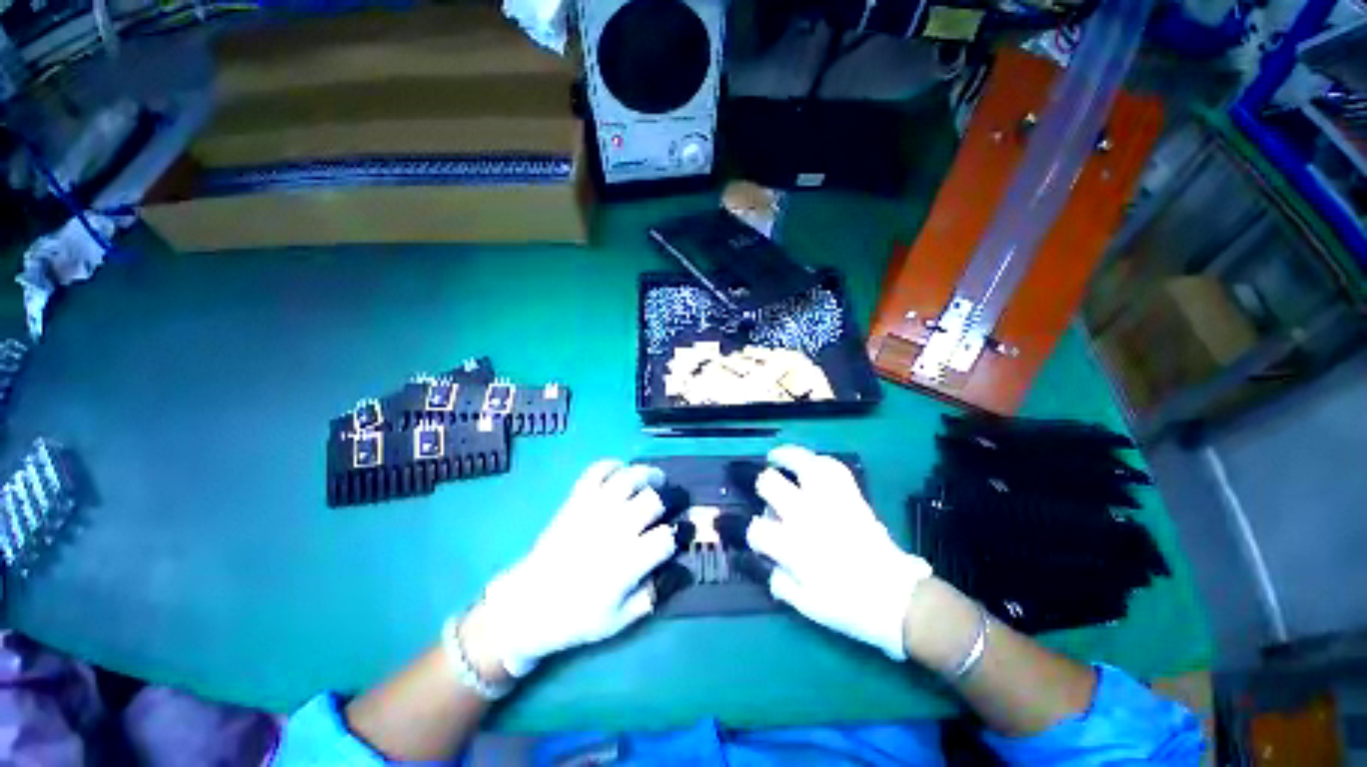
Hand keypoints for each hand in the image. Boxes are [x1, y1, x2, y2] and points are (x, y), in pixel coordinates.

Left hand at [473, 461, 675, 677]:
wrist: (527, 605)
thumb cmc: (576, 617)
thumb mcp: (620, 619)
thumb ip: (653, 594)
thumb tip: (680, 570)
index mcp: (626, 563)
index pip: (666, 537)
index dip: (680, 532)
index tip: (683, 531)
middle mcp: (613, 531)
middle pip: (652, 500)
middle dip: (670, 497)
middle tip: (675, 499)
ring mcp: (592, 511)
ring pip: (628, 479)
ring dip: (647, 474)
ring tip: (656, 479)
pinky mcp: (575, 501)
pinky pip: (596, 472)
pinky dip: (612, 465)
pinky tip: (622, 471)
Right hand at [746, 445, 931, 659]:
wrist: (897, 600)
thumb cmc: (850, 607)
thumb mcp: (807, 606)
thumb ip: (781, 583)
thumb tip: (770, 564)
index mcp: (792, 546)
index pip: (757, 528)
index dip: (754, 533)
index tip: (761, 540)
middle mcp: (806, 516)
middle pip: (771, 484)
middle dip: (764, 485)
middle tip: (768, 491)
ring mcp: (830, 502)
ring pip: (802, 465)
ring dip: (787, 456)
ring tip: (777, 457)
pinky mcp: (852, 498)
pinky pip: (835, 469)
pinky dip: (820, 461)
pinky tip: (811, 463)